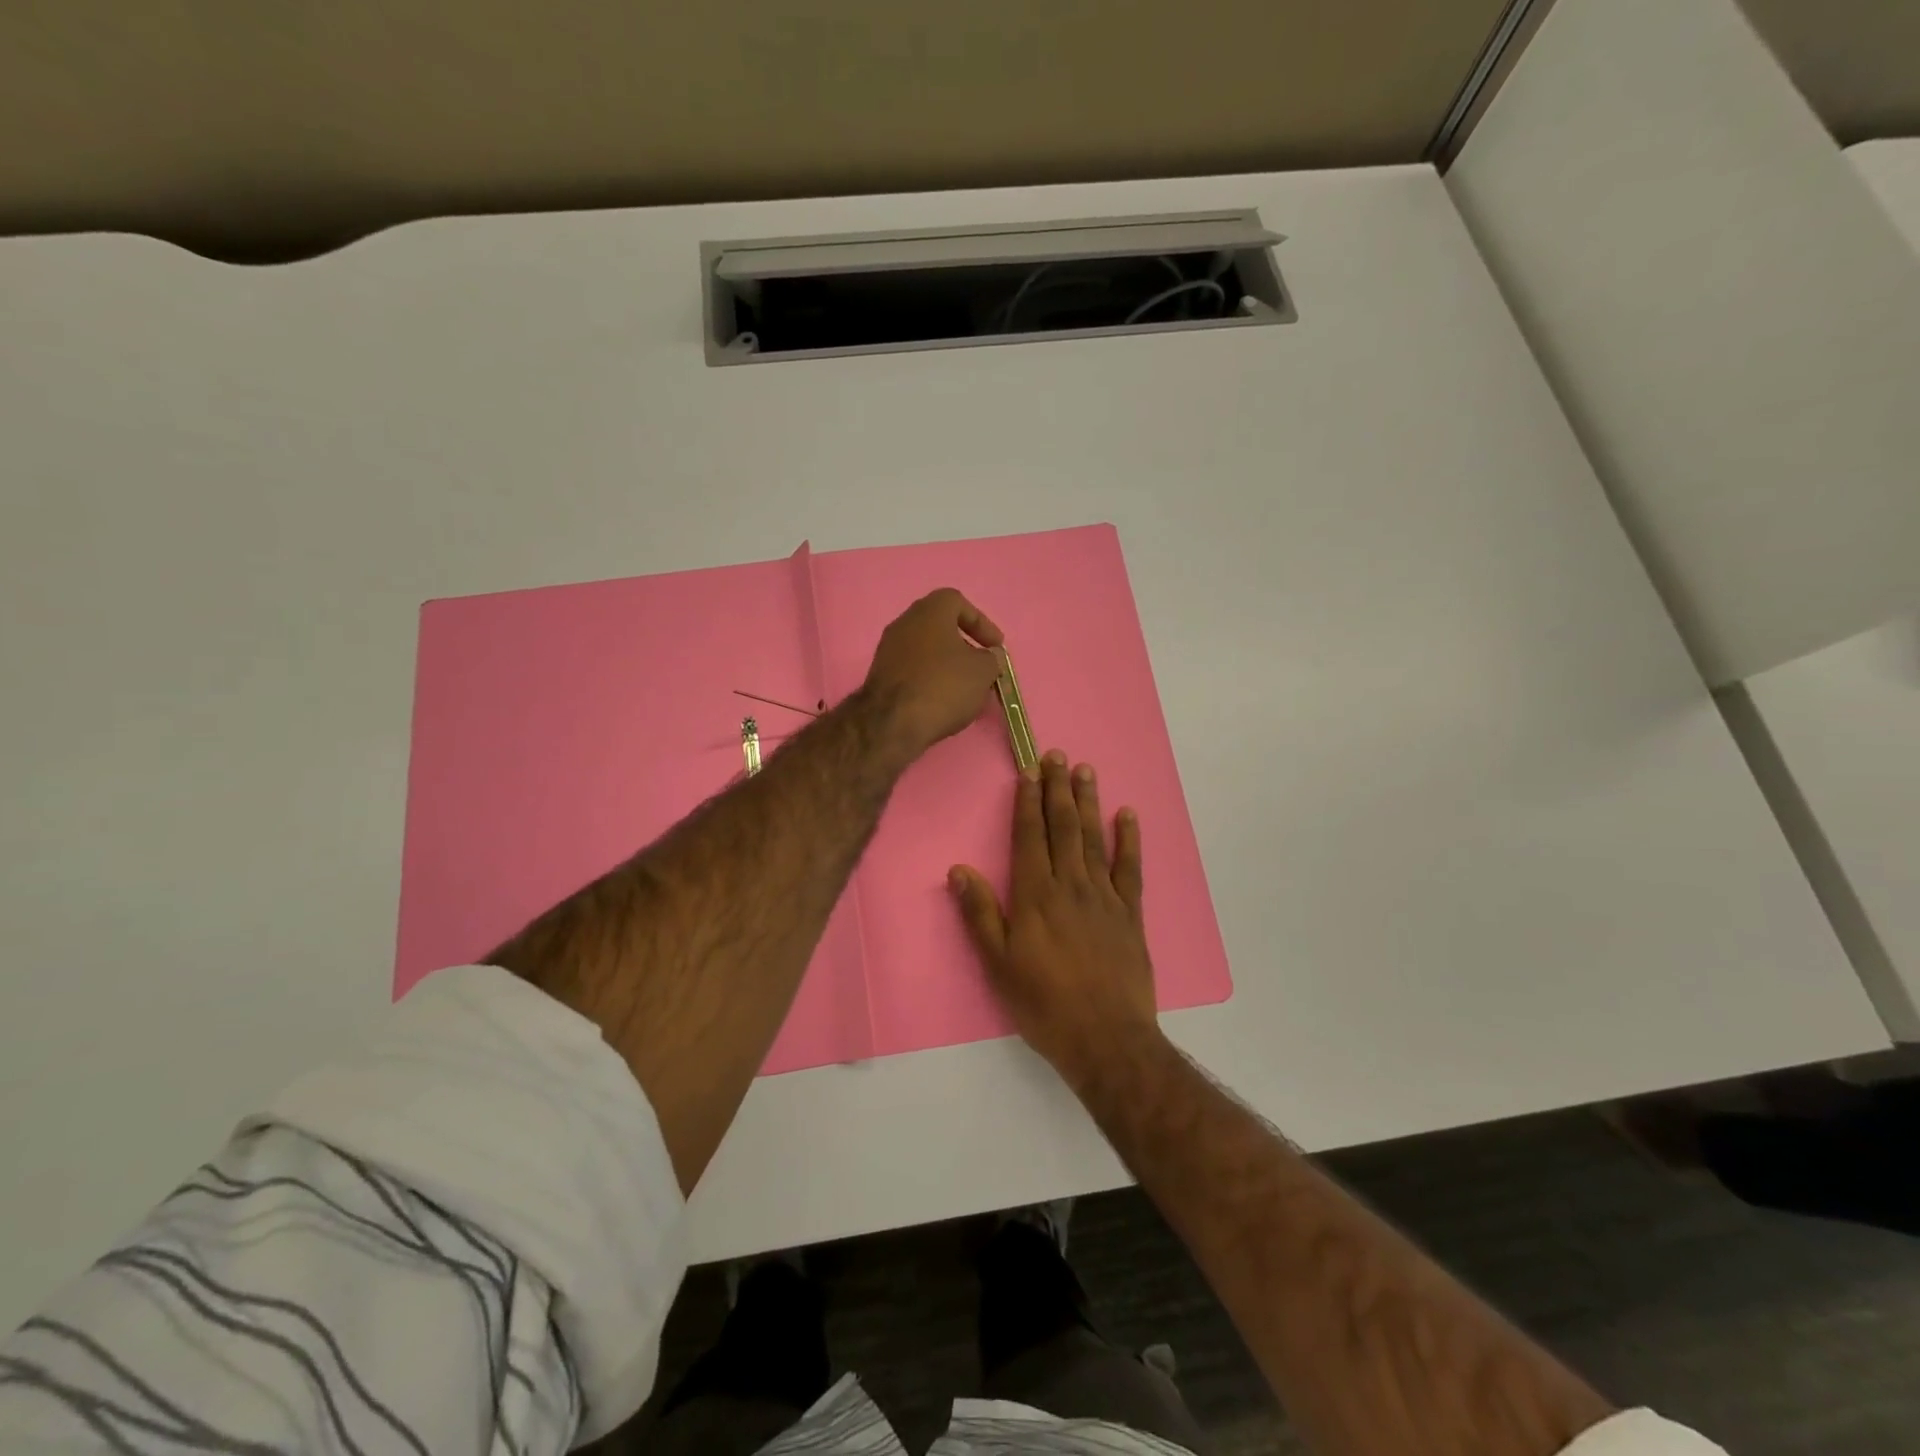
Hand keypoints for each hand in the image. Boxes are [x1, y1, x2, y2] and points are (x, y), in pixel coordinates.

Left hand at [861, 588, 1004, 762]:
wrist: (892, 723)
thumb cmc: (943, 686)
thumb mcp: (983, 671)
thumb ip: (992, 659)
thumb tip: (989, 657)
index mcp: (929, 611)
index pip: (957, 602)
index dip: (981, 623)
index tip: (995, 647)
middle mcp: (904, 623)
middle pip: (940, 627)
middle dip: (964, 647)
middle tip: (981, 667)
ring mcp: (888, 650)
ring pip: (926, 651)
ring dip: (947, 666)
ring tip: (966, 690)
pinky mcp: (880, 676)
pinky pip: (913, 671)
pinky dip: (930, 681)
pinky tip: (942, 702)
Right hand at [949, 751, 1162, 1086]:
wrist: (1105, 1038)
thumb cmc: (1043, 1003)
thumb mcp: (998, 963)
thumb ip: (980, 913)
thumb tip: (959, 869)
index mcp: (1036, 895)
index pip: (1030, 836)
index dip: (1027, 802)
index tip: (1028, 771)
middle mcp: (1070, 885)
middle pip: (1063, 827)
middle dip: (1057, 789)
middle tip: (1057, 755)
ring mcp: (1104, 897)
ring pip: (1093, 839)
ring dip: (1088, 803)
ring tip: (1085, 771)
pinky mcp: (1130, 913)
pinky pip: (1129, 868)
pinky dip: (1129, 840)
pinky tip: (1128, 816)